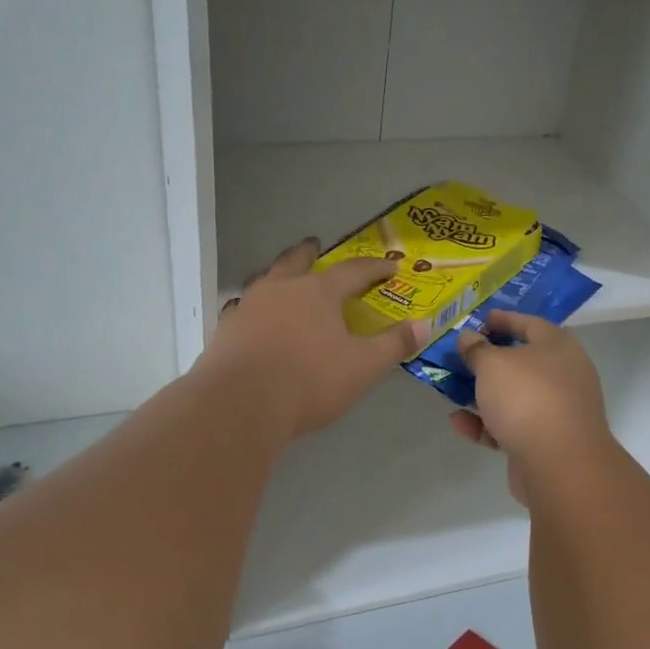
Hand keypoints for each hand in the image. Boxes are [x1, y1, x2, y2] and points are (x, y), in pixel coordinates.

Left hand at [198, 238, 429, 440]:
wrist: (240, 405)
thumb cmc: (309, 382)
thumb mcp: (363, 367)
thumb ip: (393, 345)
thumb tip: (424, 325)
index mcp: (318, 292)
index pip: (353, 271)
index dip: (374, 268)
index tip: (390, 266)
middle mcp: (281, 289)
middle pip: (296, 261)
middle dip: (308, 252)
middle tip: (315, 243)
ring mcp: (248, 307)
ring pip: (263, 279)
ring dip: (275, 274)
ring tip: (280, 276)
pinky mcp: (225, 330)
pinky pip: (240, 309)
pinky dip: (251, 308)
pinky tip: (250, 317)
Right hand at [448, 310, 614, 502]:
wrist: (559, 464)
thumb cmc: (527, 398)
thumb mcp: (493, 365)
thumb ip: (477, 349)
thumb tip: (468, 337)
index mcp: (558, 347)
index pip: (530, 324)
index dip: (504, 319)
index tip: (480, 319)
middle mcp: (562, 376)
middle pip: (522, 362)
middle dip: (489, 361)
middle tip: (461, 357)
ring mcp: (556, 411)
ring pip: (514, 397)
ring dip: (483, 394)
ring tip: (451, 391)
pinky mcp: (544, 443)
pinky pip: (510, 427)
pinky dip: (486, 424)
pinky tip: (458, 423)